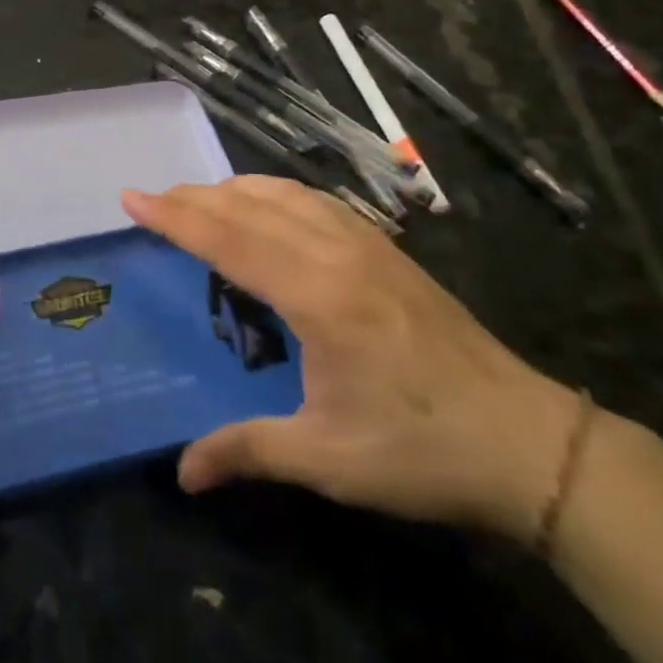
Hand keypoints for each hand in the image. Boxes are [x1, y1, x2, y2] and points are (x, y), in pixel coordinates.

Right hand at [123, 176, 580, 540]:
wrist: (531, 442)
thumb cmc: (422, 450)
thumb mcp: (328, 457)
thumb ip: (248, 451)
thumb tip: (182, 474)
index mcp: (317, 295)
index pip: (229, 238)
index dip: (175, 217)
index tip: (132, 198)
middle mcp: (338, 253)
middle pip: (252, 204)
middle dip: (196, 196)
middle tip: (153, 199)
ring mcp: (369, 246)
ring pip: (288, 193)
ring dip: (237, 188)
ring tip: (201, 198)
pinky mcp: (390, 253)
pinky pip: (319, 202)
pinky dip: (278, 193)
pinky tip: (272, 208)